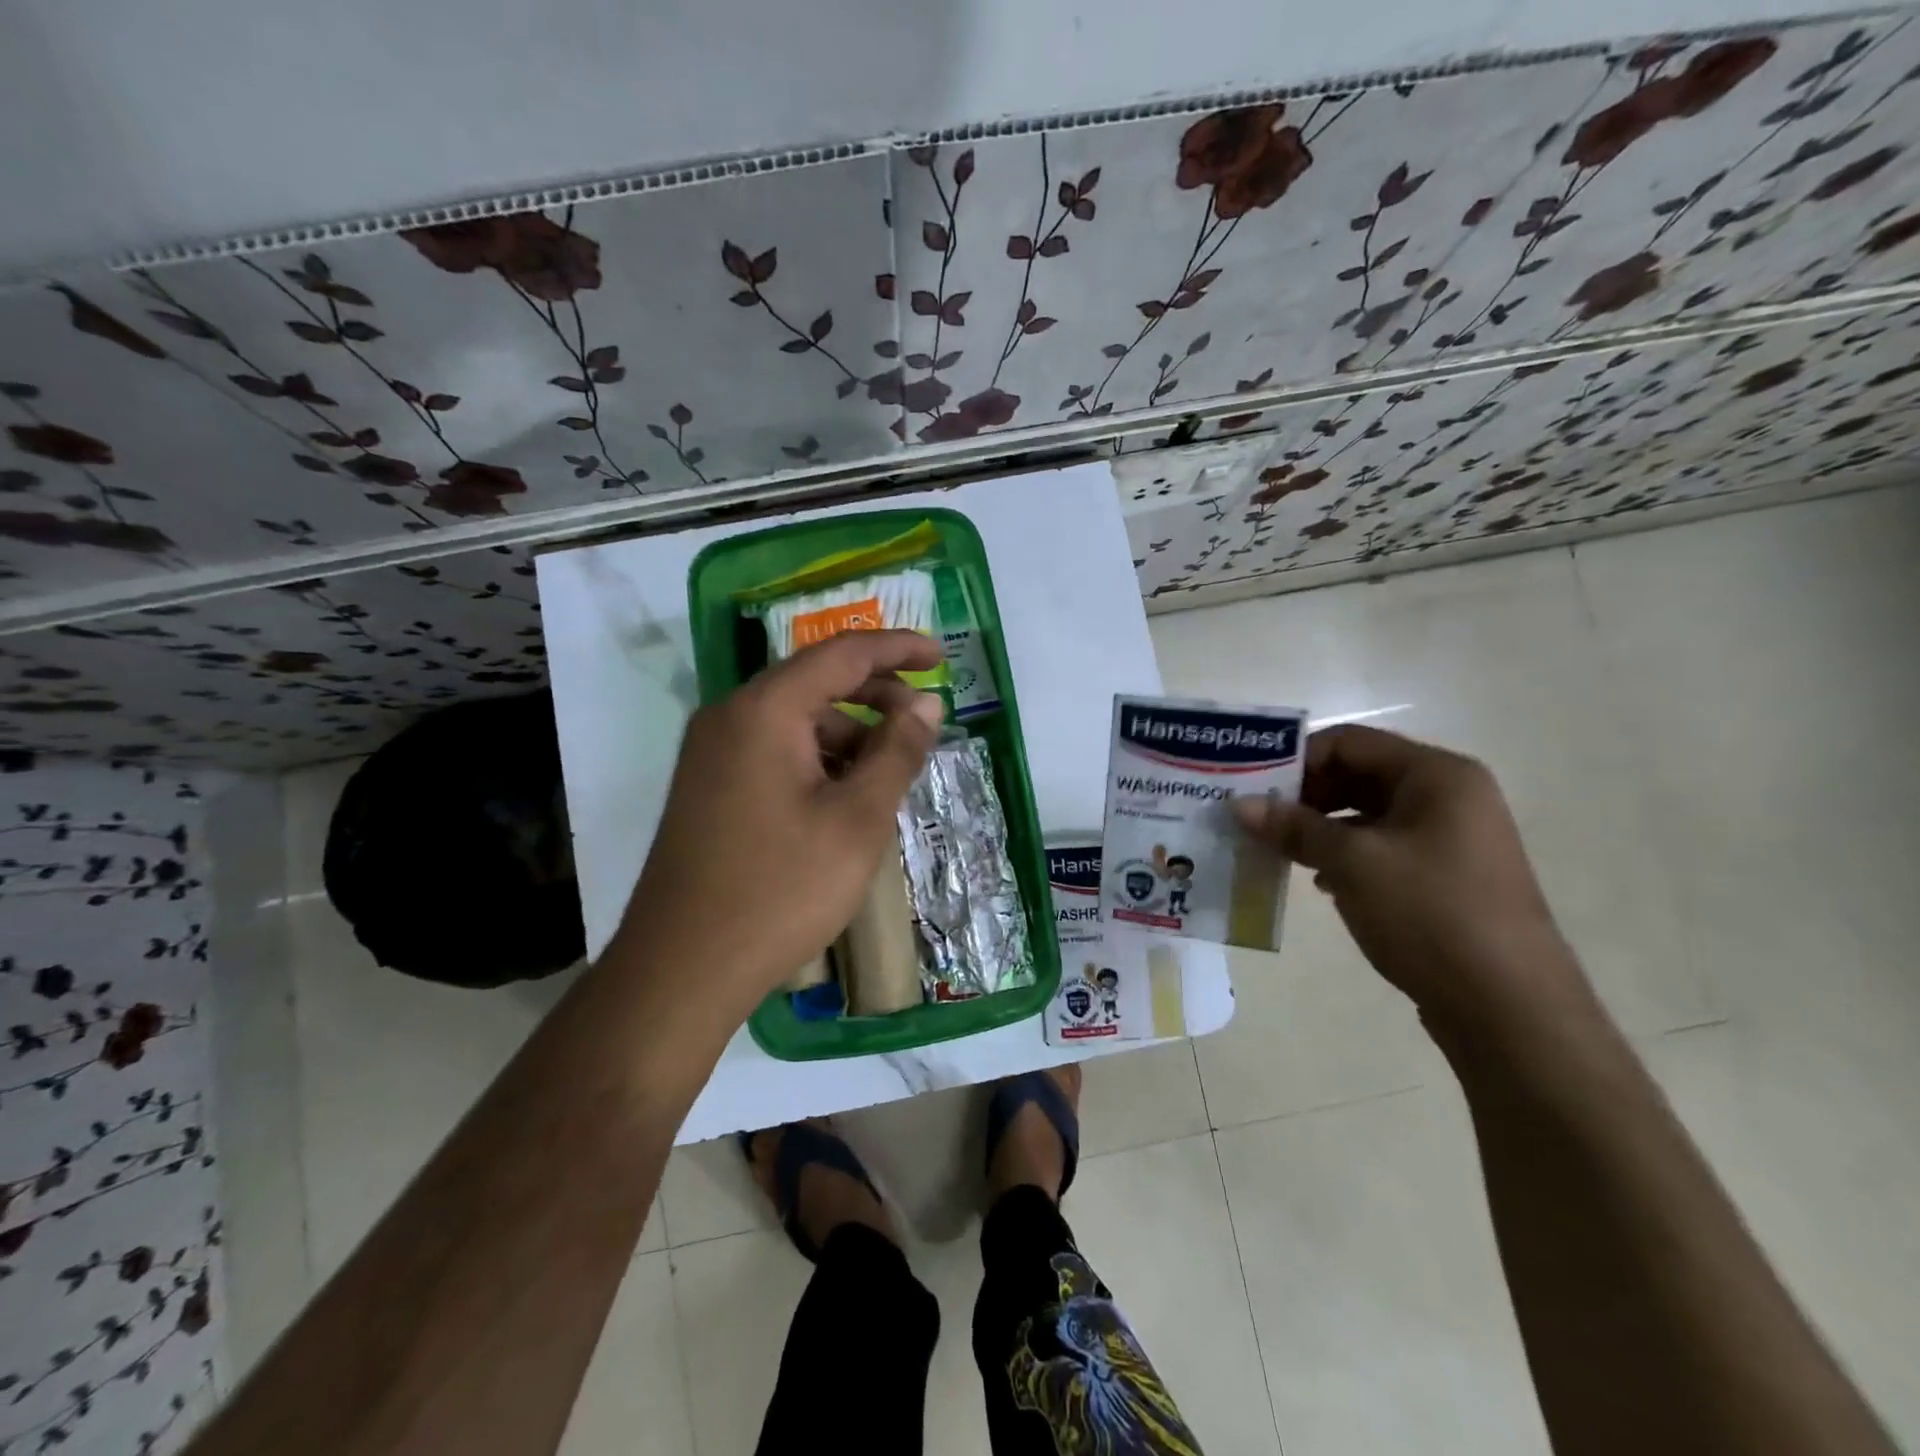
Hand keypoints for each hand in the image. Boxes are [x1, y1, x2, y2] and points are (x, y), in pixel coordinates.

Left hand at [616, 629, 944, 1020]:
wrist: (683, 967)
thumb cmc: (782, 889)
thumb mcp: (858, 820)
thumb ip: (897, 751)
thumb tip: (927, 703)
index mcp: (765, 710)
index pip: (842, 653)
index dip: (897, 648)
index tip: (940, 654)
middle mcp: (730, 716)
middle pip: (815, 680)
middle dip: (875, 692)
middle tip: (922, 720)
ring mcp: (712, 752)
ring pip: (794, 718)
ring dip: (848, 731)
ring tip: (888, 771)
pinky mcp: (709, 786)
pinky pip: (773, 748)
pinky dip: (817, 757)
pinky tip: (844, 796)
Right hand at [1233, 724, 1593, 1040]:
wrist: (1510, 1009)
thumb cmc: (1431, 915)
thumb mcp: (1352, 863)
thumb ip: (1294, 827)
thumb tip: (1239, 805)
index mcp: (1437, 775)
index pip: (1349, 742)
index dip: (1296, 760)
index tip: (1253, 788)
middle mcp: (1449, 797)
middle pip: (1358, 775)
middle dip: (1304, 796)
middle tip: (1257, 820)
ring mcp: (1451, 839)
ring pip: (1367, 815)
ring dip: (1319, 828)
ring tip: (1277, 850)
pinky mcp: (1445, 877)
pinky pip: (1382, 848)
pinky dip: (1344, 856)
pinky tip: (1317, 881)